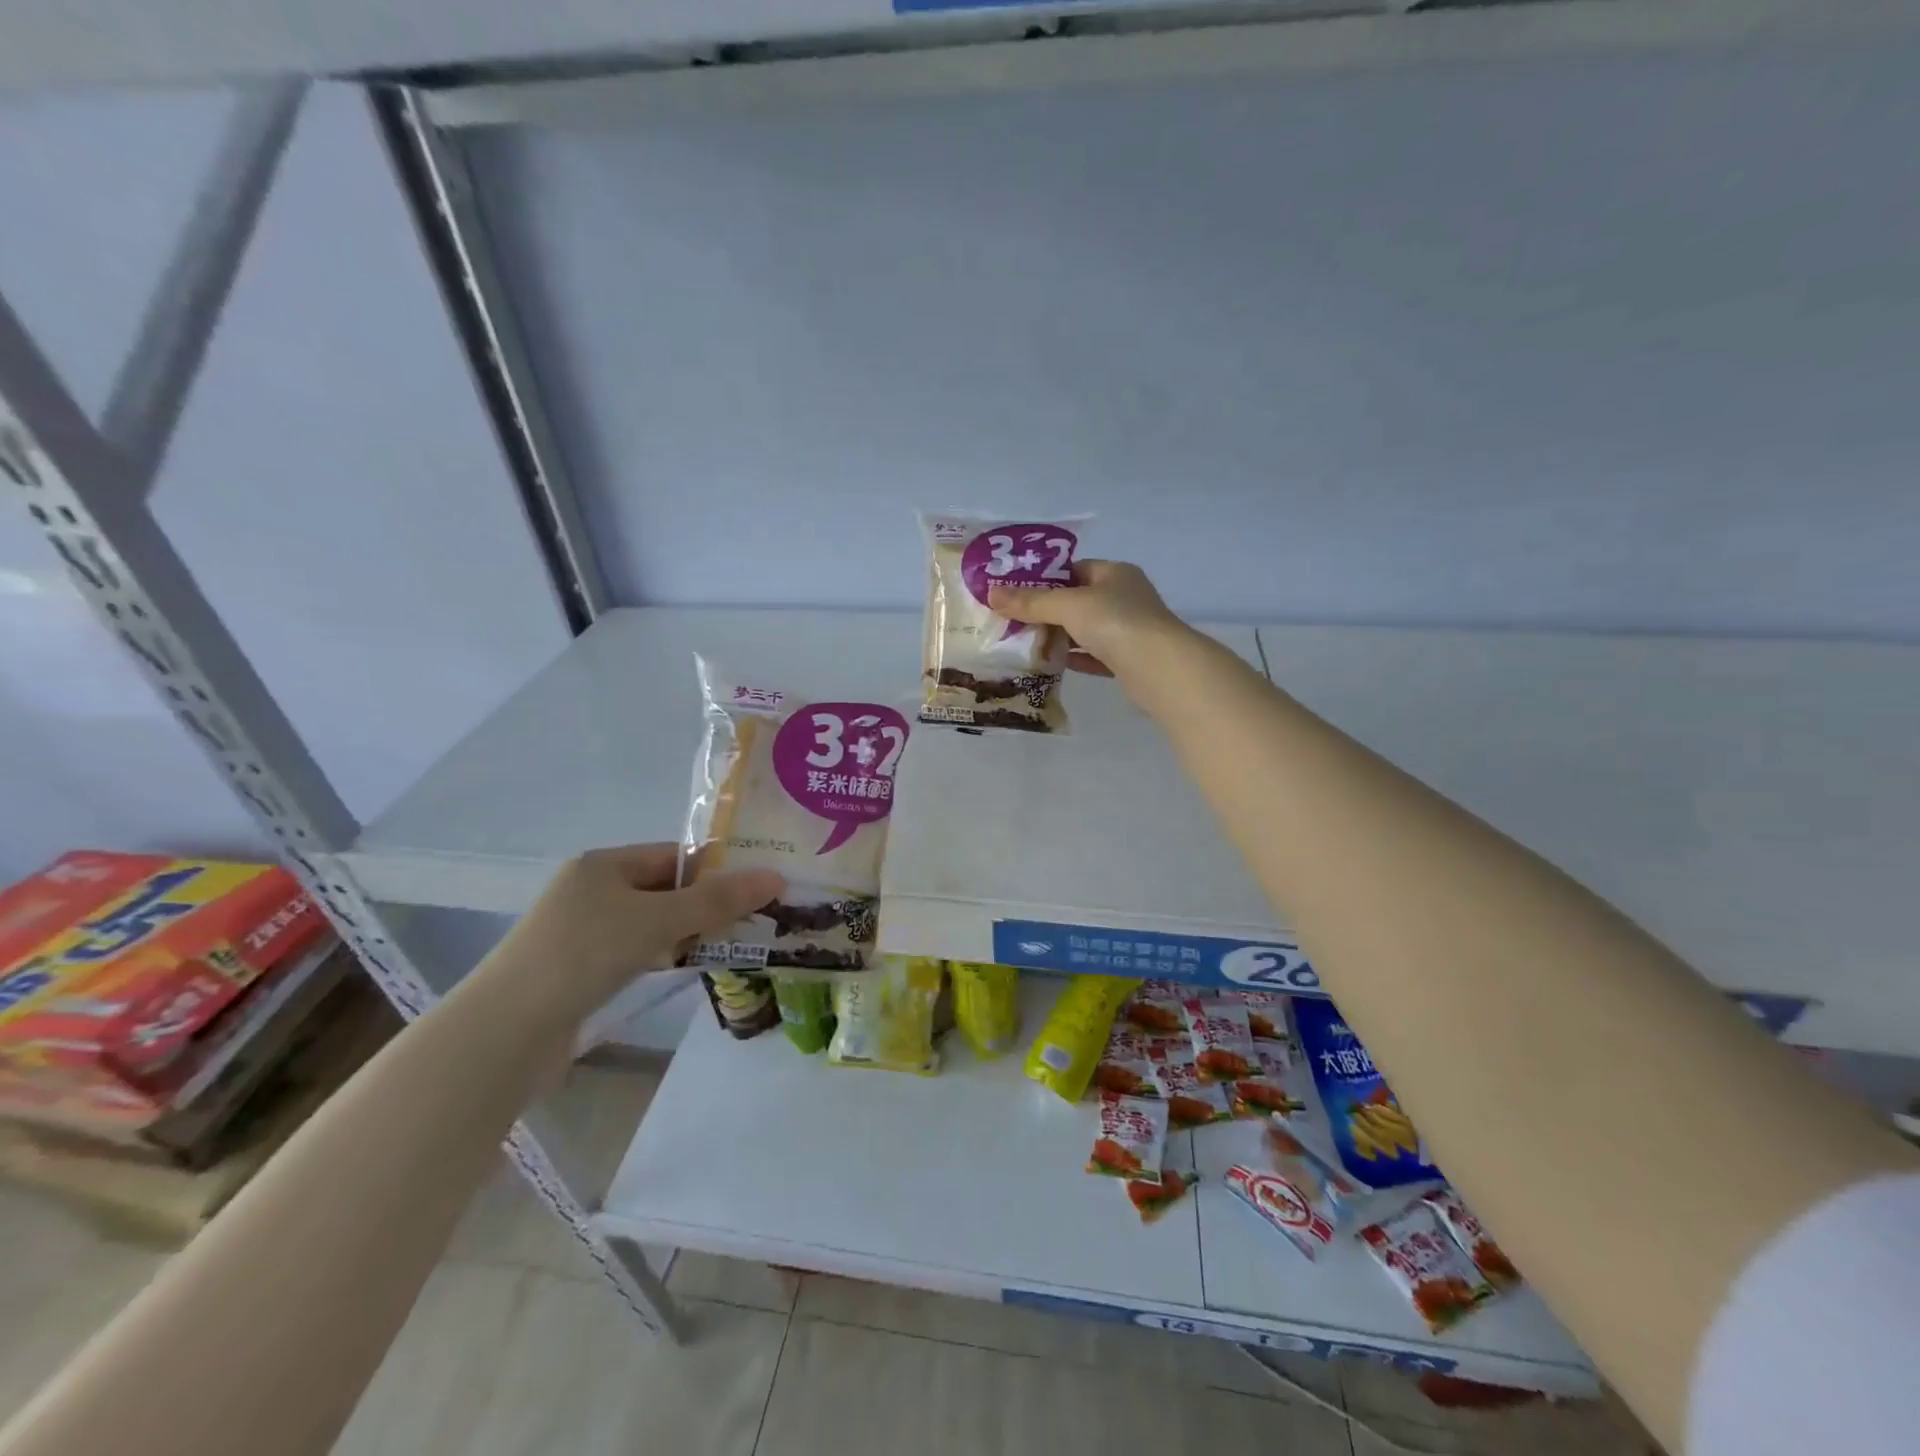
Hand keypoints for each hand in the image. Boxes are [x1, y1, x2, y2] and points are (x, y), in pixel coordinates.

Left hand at [482, 844, 782, 1026]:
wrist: (505, 1032)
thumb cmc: (584, 954)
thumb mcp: (658, 920)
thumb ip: (717, 900)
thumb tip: (775, 877)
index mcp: (604, 865)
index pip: (674, 856)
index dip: (716, 869)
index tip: (756, 889)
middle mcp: (591, 890)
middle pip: (665, 889)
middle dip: (707, 904)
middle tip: (754, 919)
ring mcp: (582, 932)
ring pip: (651, 923)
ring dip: (687, 933)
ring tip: (731, 945)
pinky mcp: (579, 971)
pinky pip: (635, 952)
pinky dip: (662, 956)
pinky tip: (685, 968)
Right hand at [989, 560, 1191, 686]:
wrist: (1159, 669)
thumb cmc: (1116, 623)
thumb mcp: (1068, 606)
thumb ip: (1031, 602)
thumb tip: (991, 593)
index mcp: (1115, 574)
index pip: (1075, 569)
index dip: (1045, 579)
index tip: (1016, 592)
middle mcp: (1125, 598)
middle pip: (1078, 601)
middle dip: (1047, 611)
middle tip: (1013, 621)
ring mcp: (1129, 630)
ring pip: (1085, 630)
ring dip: (1059, 637)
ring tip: (1024, 643)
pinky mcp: (1128, 660)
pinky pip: (1094, 656)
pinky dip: (1074, 658)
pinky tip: (1052, 663)